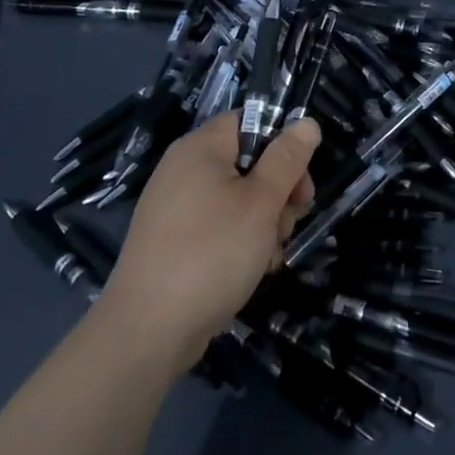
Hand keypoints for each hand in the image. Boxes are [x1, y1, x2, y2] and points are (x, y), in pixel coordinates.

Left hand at [103, 111, 318, 362]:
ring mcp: (176, 209)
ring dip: (265, 222)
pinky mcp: (174, 243)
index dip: (281, 143)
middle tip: (291, 220)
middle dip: (278, 191)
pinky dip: (241, 243)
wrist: (147, 333)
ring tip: (269, 253)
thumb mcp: (262, 202)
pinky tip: (252, 269)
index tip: (301, 177)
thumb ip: (287, 159)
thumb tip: (307, 122)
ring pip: (239, 199)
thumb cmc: (212, 253)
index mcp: (200, 149)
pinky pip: (219, 227)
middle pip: (248, 162)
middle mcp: (184, 171)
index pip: (249, 121)